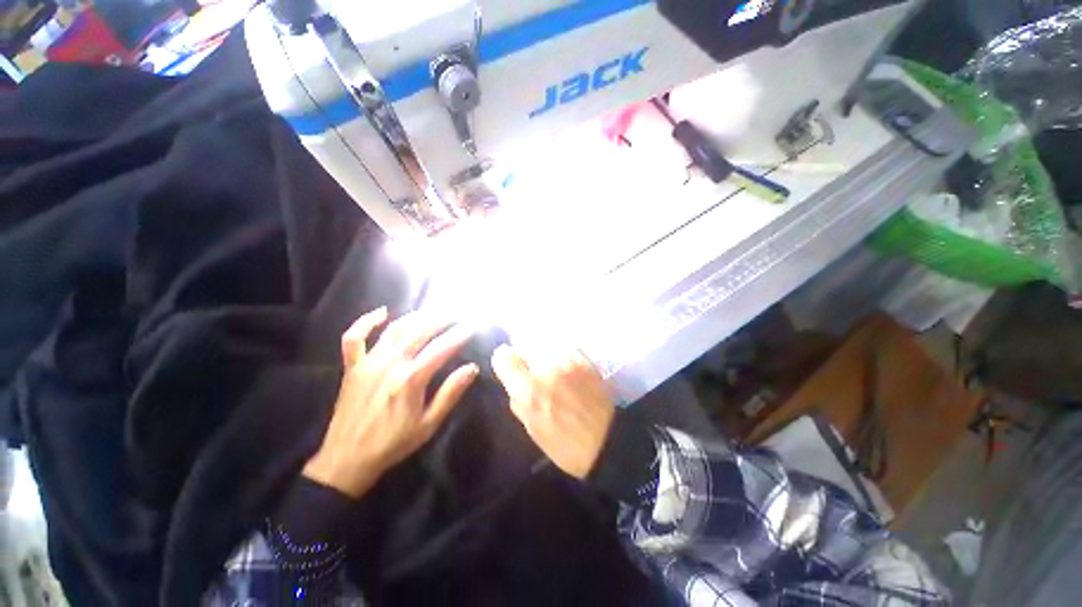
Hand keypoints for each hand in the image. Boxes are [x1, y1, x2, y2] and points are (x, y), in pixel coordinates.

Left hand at [303, 308, 478, 497]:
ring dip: (415, 317)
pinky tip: (382, 312)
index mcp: (410, 379)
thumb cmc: (394, 443)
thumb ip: (450, 393)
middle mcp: (390, 364)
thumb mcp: (429, 423)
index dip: (459, 335)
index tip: (473, 327)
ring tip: (432, 312)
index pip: (442, 348)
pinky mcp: (353, 366)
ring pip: (394, 329)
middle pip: (420, 331)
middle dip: (441, 319)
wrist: (347, 459)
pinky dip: (366, 322)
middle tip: (457, 313)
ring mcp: (368, 362)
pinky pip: (354, 338)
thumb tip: (472, 368)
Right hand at [491, 345, 614, 478]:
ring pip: (544, 338)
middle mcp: (546, 369)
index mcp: (528, 391)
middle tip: (529, 360)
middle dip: (523, 348)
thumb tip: (512, 379)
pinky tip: (564, 361)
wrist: (607, 440)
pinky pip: (564, 343)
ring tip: (548, 359)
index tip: (510, 364)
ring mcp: (567, 360)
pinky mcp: (584, 358)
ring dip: (542, 346)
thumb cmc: (566, 444)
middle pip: (524, 338)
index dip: (505, 359)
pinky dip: (559, 348)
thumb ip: (518, 399)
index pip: (504, 356)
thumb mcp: (532, 429)